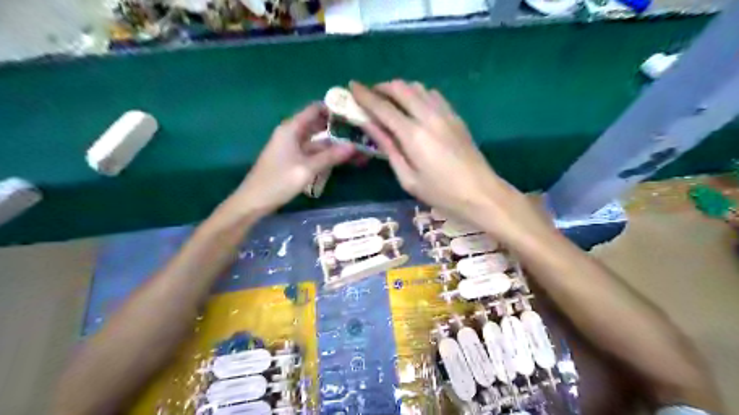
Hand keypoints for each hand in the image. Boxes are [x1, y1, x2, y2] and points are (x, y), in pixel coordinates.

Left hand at [231, 103, 355, 214]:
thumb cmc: (278, 181)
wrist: (254, 201)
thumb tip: (354, 146)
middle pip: (318, 124)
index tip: (354, 112)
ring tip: (357, 146)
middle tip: (360, 131)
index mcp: (292, 128)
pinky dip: (327, 154)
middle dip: (338, 127)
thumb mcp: (307, 168)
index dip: (334, 108)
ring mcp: (293, 147)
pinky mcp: (294, 159)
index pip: (315, 109)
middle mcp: (292, 133)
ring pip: (318, 140)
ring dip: (335, 143)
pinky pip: (314, 152)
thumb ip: (331, 156)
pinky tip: (342, 158)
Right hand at [350, 79, 550, 238]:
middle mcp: (428, 116)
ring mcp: (445, 113)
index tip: (351, 86)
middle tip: (369, 96)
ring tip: (389, 101)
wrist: (481, 193)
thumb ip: (388, 148)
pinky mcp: (455, 116)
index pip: (382, 107)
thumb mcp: (408, 178)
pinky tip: (414, 106)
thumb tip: (369, 126)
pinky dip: (417, 93)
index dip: (364, 95)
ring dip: (399, 89)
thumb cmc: (440, 193)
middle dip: (381, 87)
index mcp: (413, 134)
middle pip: (400, 88)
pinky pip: (432, 94)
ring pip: (417, 87)